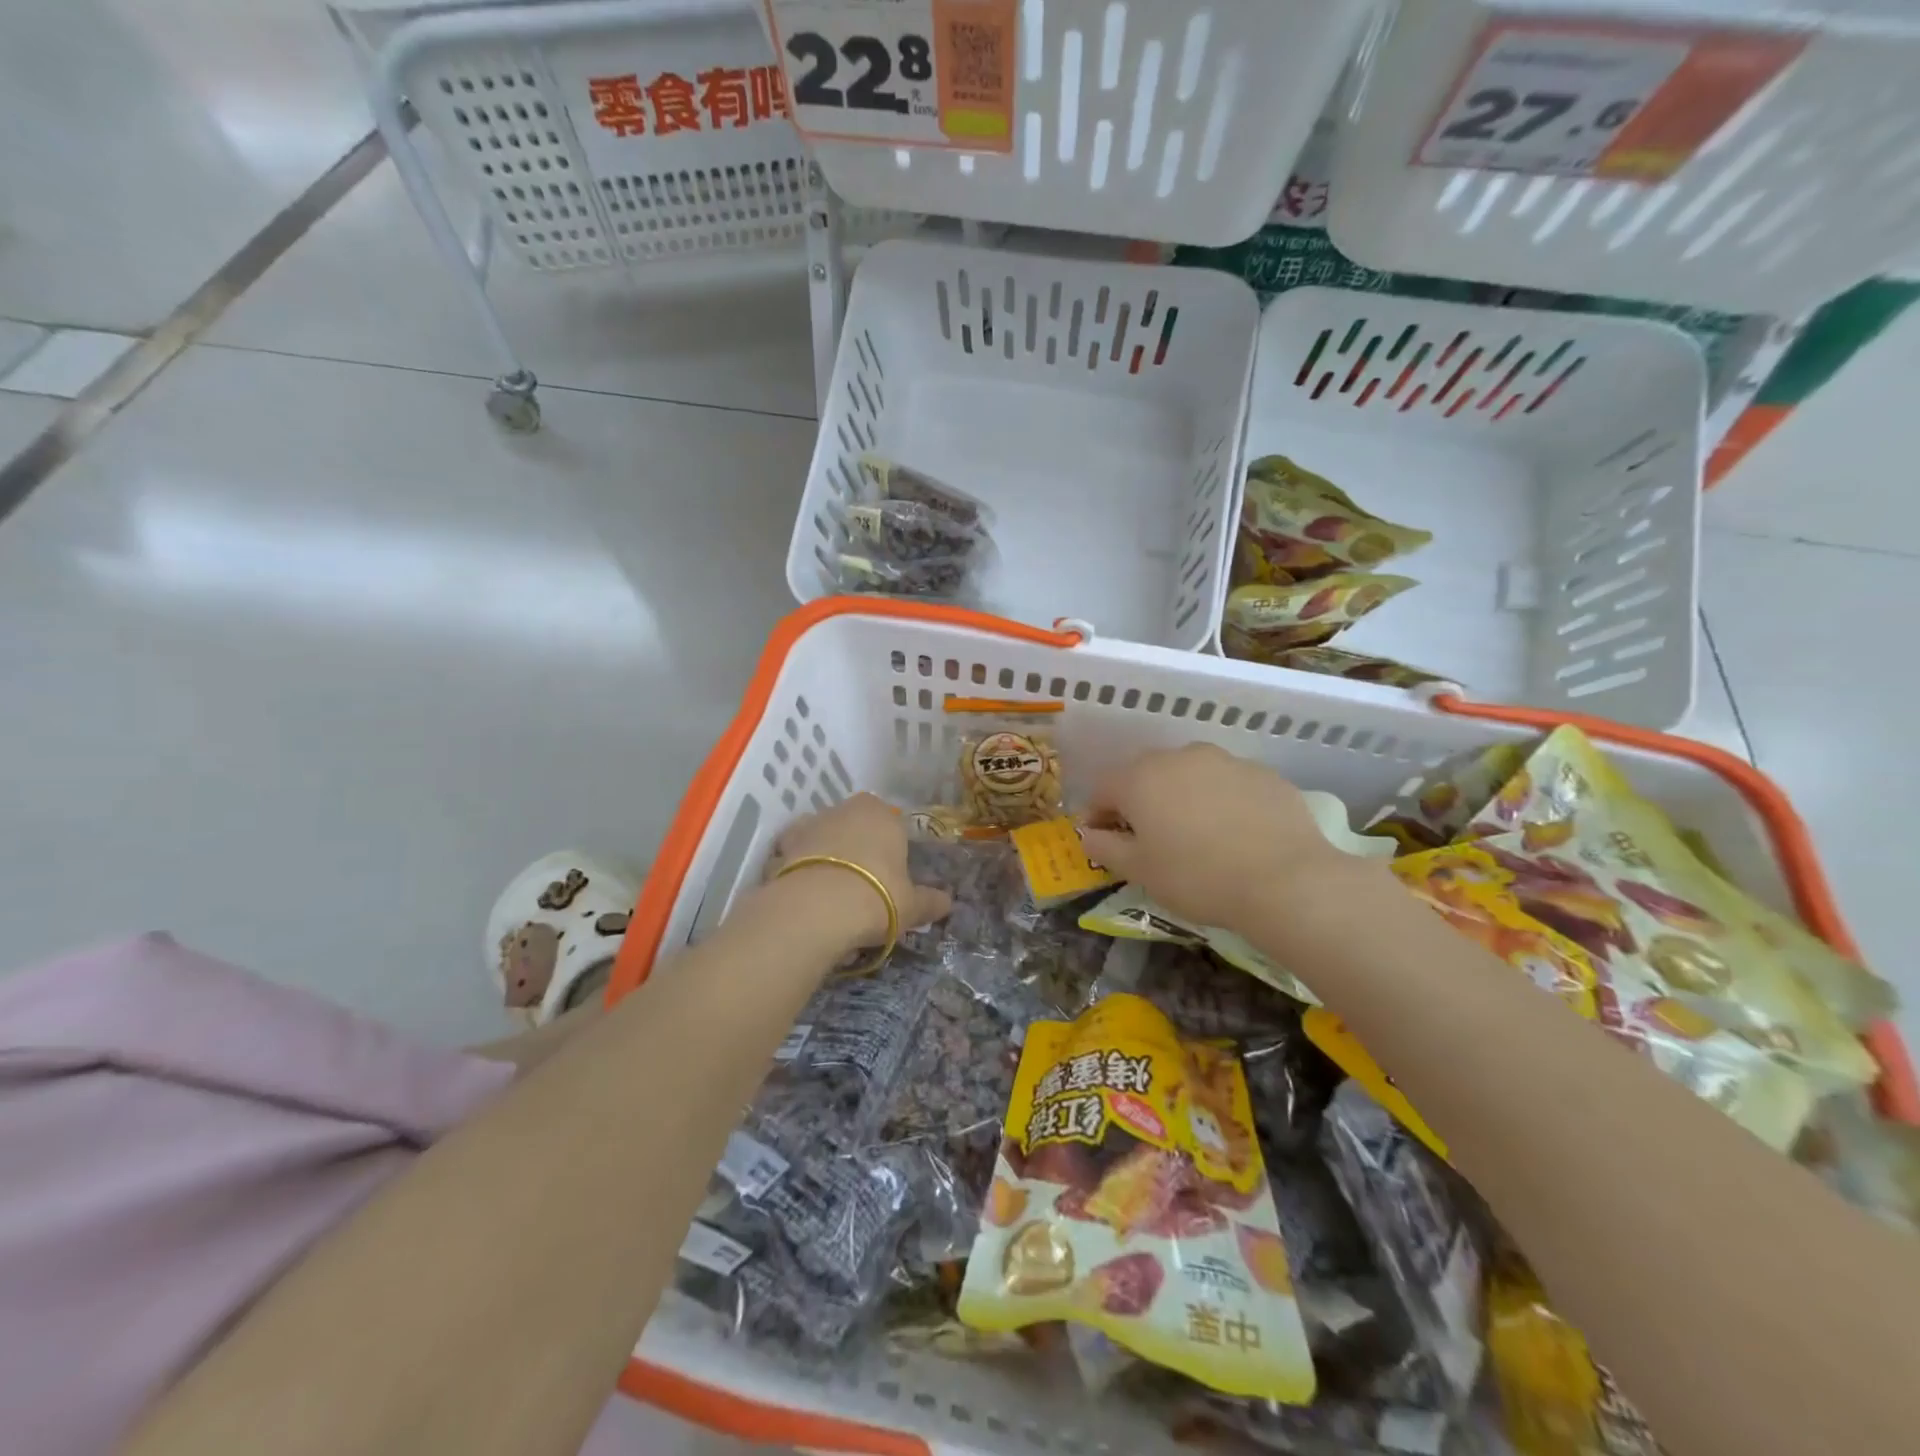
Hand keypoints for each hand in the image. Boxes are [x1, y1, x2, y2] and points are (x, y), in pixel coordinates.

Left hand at [763, 793, 952, 948]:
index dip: (891, 847)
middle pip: (854, 825)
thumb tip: (948, 902)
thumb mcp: (911, 906)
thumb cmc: (875, 897)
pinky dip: (797, 870)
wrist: (814, 910)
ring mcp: (808, 825)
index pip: (891, 822)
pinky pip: (793, 857)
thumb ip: (929, 902)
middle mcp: (843, 809)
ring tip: (831, 892)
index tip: (891, 875)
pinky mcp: (779, 848)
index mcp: (881, 813)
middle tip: (863, 885)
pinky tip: (805, 895)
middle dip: (857, 848)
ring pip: (822, 837)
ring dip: (825, 855)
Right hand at [1080, 743, 1372, 931]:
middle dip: (1141, 802)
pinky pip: (1229, 785)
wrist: (1285, 880)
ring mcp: (1225, 761)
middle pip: (1147, 775)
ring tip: (1197, 835)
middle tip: (1150, 839)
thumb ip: (1105, 847)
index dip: (1098, 814)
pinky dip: (1222, 802)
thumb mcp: (1139, 871)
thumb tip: (1088, 833)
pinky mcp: (1263, 773)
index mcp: (1140, 778)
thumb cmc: (1196, 877)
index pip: (1103, 788)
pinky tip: (1236, 835)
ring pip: (1190, 775)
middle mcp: (1179, 757)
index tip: (1105, 841)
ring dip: (1183, 798)